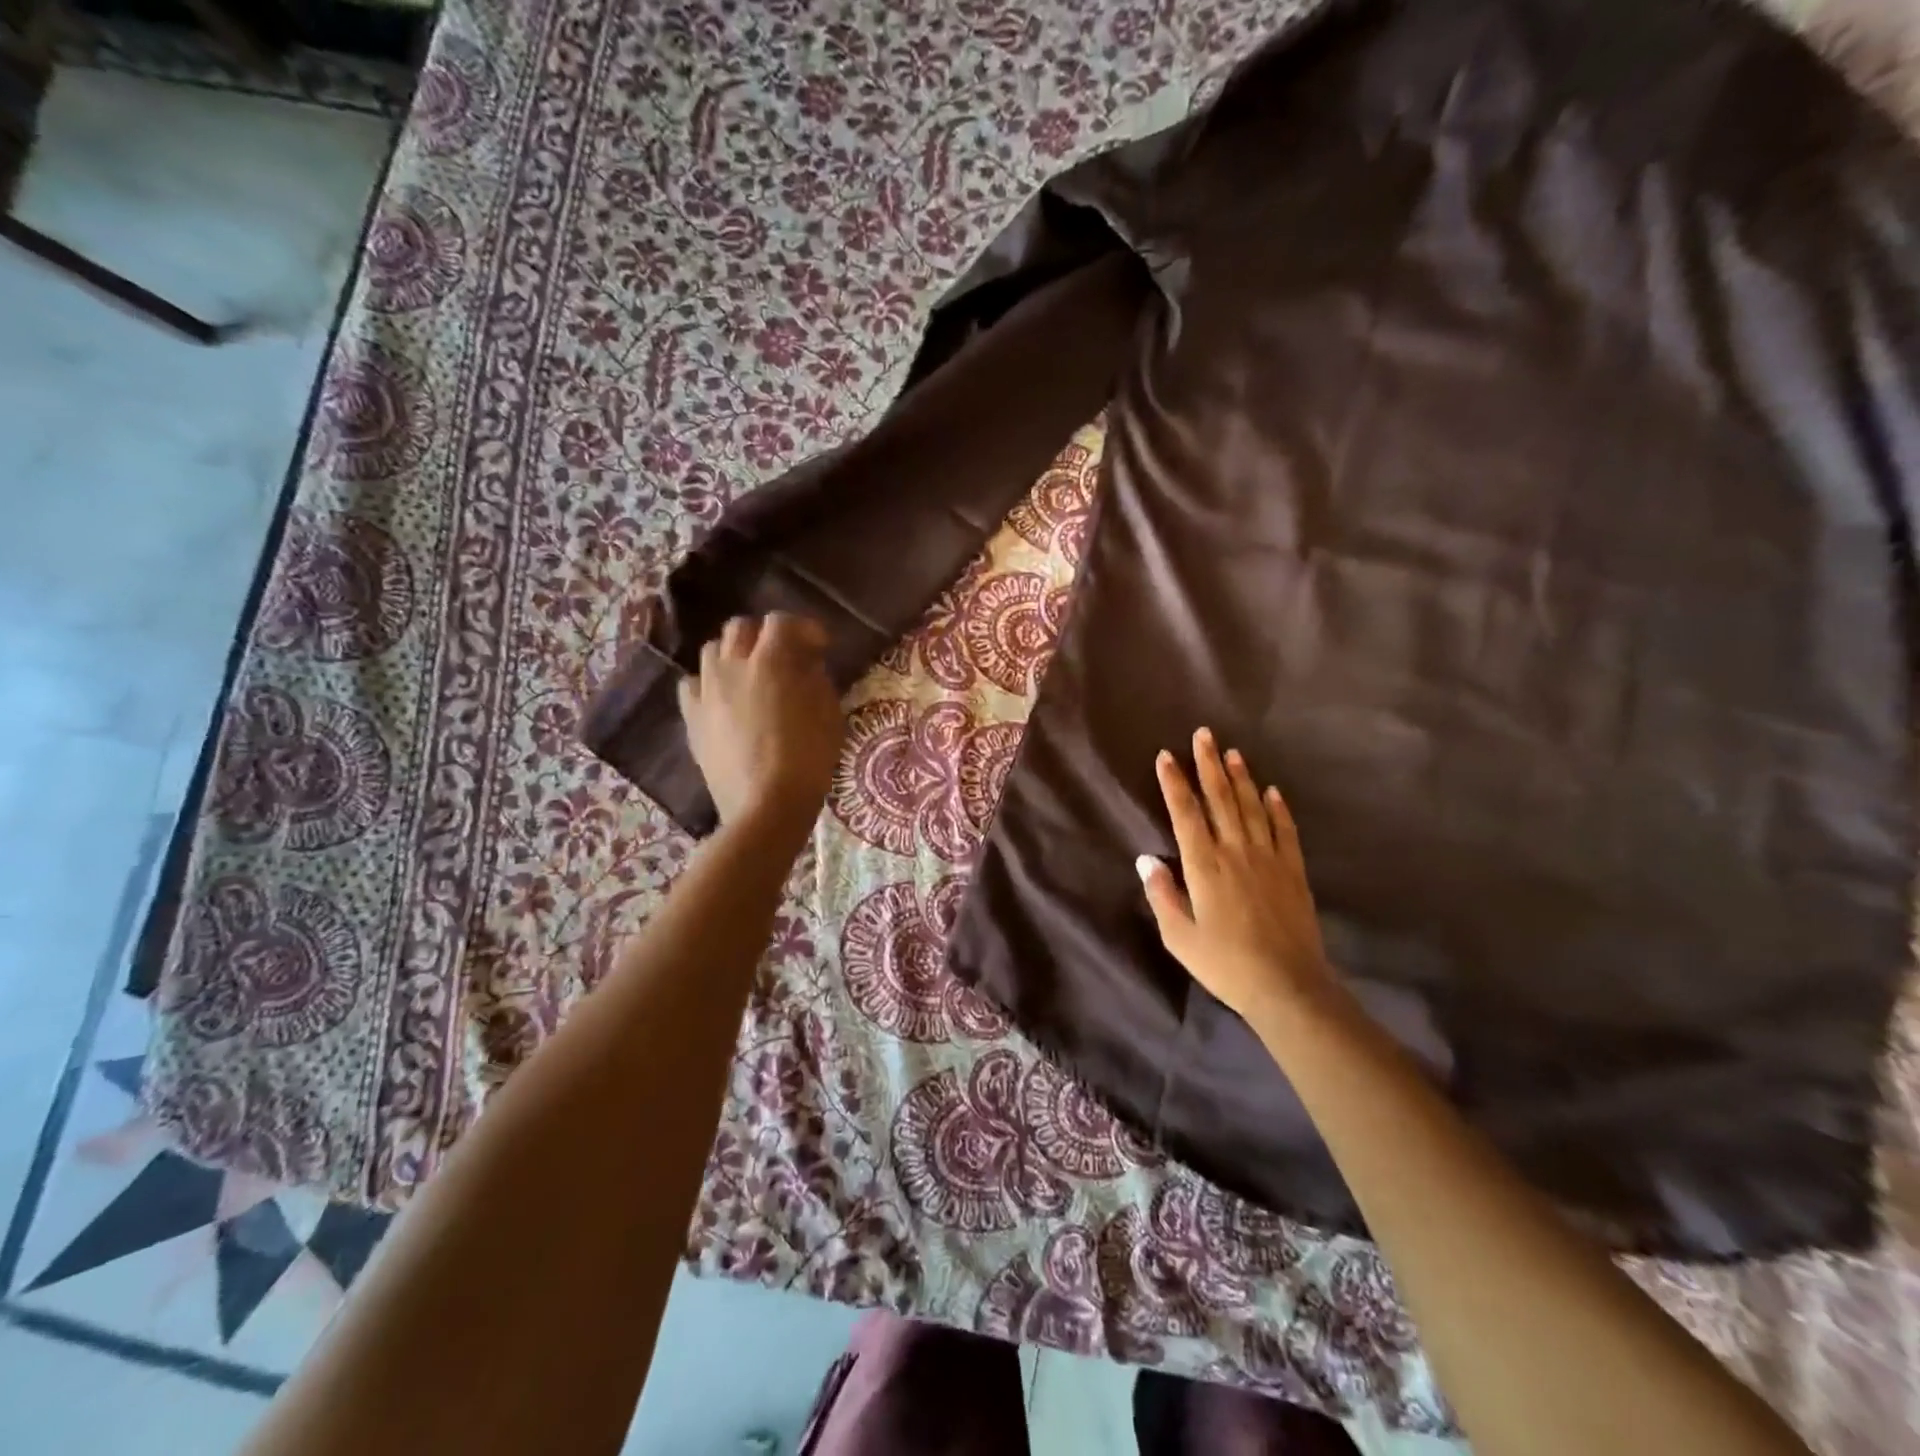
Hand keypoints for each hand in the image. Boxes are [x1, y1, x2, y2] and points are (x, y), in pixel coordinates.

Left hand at [678, 613, 842, 835]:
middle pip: (740, 628)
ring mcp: (707, 691)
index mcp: (772, 661)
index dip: (804, 628)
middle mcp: (733, 665)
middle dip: (763, 635)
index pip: (782, 622)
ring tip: (749, 675)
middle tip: (784, 656)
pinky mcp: (691, 718)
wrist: (766, 807)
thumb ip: (817, 680)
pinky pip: (692, 685)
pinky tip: (722, 700)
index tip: (820, 646)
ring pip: (712, 651)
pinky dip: (709, 684)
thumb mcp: (830, 715)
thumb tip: (806, 665)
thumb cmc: (809, 760)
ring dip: (733, 654)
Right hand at [1138, 727, 1335, 1024]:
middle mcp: (1236, 852)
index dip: (1174, 783)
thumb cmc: (1225, 964)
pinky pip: (1285, 830)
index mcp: (1204, 866)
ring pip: (1252, 807)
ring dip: (1241, 778)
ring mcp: (1269, 859)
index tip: (1166, 756)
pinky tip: (1273, 790)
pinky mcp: (1293, 871)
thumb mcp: (1179, 937)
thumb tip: (1146, 859)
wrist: (1289, 986)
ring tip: (1232, 752)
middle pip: (1221, 799)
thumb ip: (1161, 894)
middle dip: (1209, 764)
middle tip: (1204, 734)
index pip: (1185, 813)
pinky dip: (1278, 808)